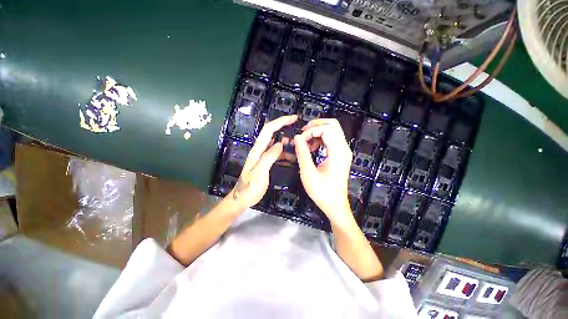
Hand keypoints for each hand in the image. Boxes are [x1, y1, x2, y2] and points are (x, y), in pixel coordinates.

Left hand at [228, 115, 297, 209]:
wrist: (242, 198)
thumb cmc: (250, 188)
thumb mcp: (260, 172)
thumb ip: (269, 157)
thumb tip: (280, 144)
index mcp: (257, 150)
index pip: (269, 130)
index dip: (281, 121)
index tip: (294, 118)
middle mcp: (260, 150)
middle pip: (272, 133)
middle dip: (284, 127)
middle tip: (299, 130)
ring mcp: (262, 156)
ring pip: (276, 144)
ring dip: (286, 142)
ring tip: (298, 145)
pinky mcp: (265, 162)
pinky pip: (276, 154)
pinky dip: (284, 152)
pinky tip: (292, 157)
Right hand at [294, 118, 353, 223]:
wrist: (335, 205)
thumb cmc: (322, 192)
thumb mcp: (308, 172)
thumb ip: (302, 153)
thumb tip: (297, 137)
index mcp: (338, 152)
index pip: (326, 129)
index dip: (311, 131)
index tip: (300, 140)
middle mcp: (344, 148)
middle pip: (333, 124)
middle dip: (316, 125)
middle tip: (303, 133)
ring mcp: (344, 151)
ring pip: (332, 130)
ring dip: (318, 132)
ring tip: (306, 143)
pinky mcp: (341, 155)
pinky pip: (332, 139)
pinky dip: (321, 139)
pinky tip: (312, 148)